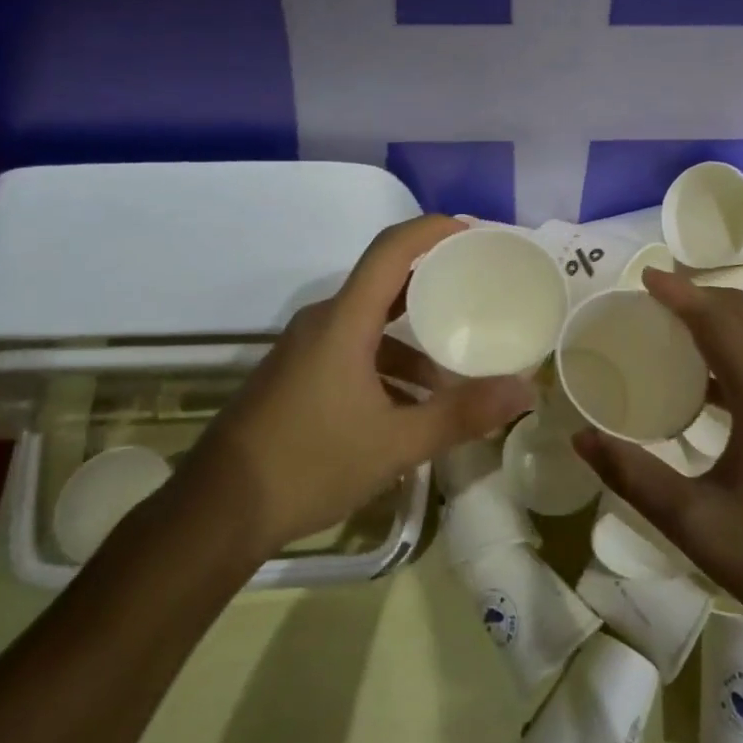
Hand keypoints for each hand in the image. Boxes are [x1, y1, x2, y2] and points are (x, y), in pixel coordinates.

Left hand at [183, 215, 534, 553]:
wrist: (217, 512)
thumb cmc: (309, 464)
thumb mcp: (396, 443)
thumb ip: (462, 414)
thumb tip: (525, 391)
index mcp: (344, 321)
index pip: (392, 249)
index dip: (433, 230)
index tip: (475, 233)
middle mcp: (324, 322)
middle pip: (386, 282)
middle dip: (435, 283)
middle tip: (481, 291)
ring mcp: (307, 349)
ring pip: (371, 324)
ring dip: (414, 340)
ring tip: (456, 371)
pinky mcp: (299, 375)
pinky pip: (354, 351)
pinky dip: (390, 366)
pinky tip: (413, 407)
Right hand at [573, 268, 742, 637]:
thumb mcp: (695, 523)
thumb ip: (634, 477)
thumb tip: (581, 438)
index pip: (718, 321)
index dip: (679, 293)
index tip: (642, 277)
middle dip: (699, 296)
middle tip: (651, 300)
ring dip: (719, 320)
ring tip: (671, 329)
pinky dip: (734, 350)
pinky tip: (704, 386)